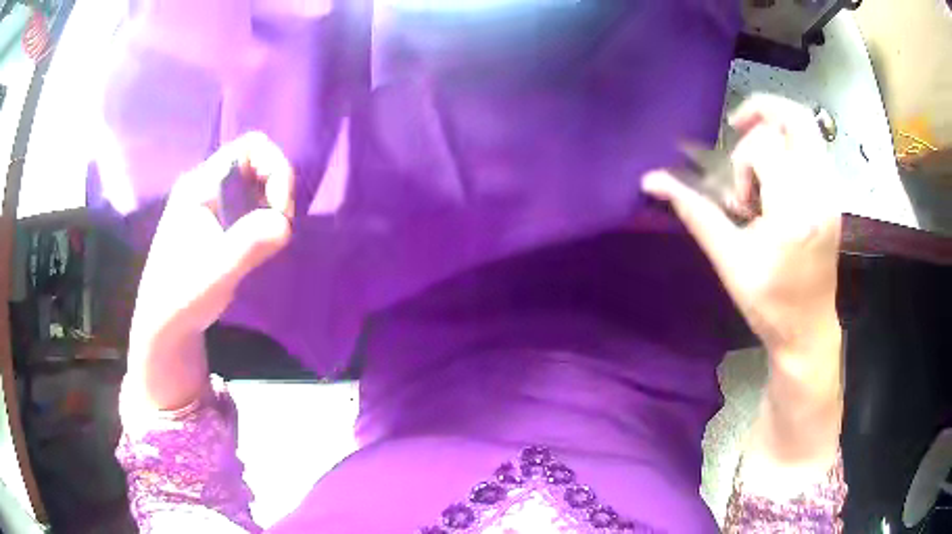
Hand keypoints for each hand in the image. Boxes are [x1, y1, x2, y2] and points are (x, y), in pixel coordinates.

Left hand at [127, 132, 293, 409]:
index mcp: (200, 186)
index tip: (280, 209)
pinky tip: (263, 242)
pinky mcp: (219, 223)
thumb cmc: (182, 297)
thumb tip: (285, 224)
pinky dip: (266, 217)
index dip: (275, 168)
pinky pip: (251, 204)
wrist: (165, 324)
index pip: (249, 148)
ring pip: (257, 183)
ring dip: (273, 204)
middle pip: (257, 161)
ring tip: (272, 237)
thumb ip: (247, 245)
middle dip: (278, 187)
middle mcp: (207, 186)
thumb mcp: (216, 274)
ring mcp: (213, 204)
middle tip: (280, 225)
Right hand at [642, 95, 841, 362]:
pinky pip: (813, 147)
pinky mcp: (834, 197)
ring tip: (761, 168)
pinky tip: (776, 177)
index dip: (741, 163)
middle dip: (760, 114)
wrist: (808, 330)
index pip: (764, 148)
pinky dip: (789, 145)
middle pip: (794, 117)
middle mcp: (820, 191)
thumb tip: (652, 181)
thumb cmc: (770, 303)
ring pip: (806, 128)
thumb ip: (695, 212)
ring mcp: (832, 192)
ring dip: (775, 132)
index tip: (738, 201)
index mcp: (795, 210)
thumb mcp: (729, 260)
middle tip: (738, 133)